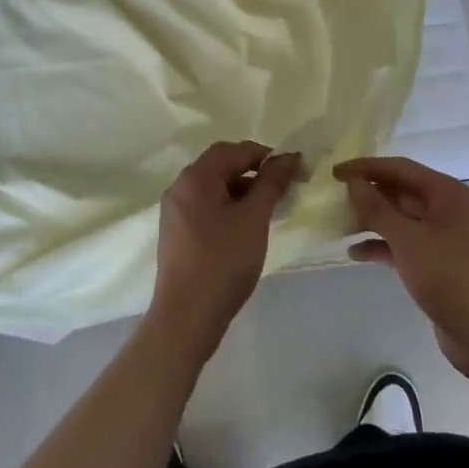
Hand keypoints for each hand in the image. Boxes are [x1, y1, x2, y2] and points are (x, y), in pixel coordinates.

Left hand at [150, 141, 301, 355]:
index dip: (266, 155)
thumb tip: (289, 156)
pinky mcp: (177, 233)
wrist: (186, 318)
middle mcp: (180, 187)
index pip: (234, 150)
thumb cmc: (223, 262)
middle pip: (221, 165)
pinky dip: (228, 206)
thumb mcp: (254, 218)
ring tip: (268, 208)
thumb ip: (271, 182)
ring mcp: (175, 211)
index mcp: (195, 177)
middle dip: (254, 171)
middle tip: (282, 188)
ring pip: (213, 187)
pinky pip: (205, 206)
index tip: (293, 170)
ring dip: (242, 189)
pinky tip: (246, 226)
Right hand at [338, 156, 468, 384]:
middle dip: (369, 195)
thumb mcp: (408, 239)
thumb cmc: (450, 276)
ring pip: (402, 220)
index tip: (335, 173)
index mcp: (446, 193)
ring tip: (340, 225)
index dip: (366, 167)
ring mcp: (445, 238)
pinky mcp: (440, 265)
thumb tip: (354, 182)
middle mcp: (448, 209)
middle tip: (335, 199)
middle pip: (401, 192)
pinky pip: (406, 245)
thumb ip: (377, 208)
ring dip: (372, 221)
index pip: (400, 168)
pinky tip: (356, 254)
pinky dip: (383, 246)